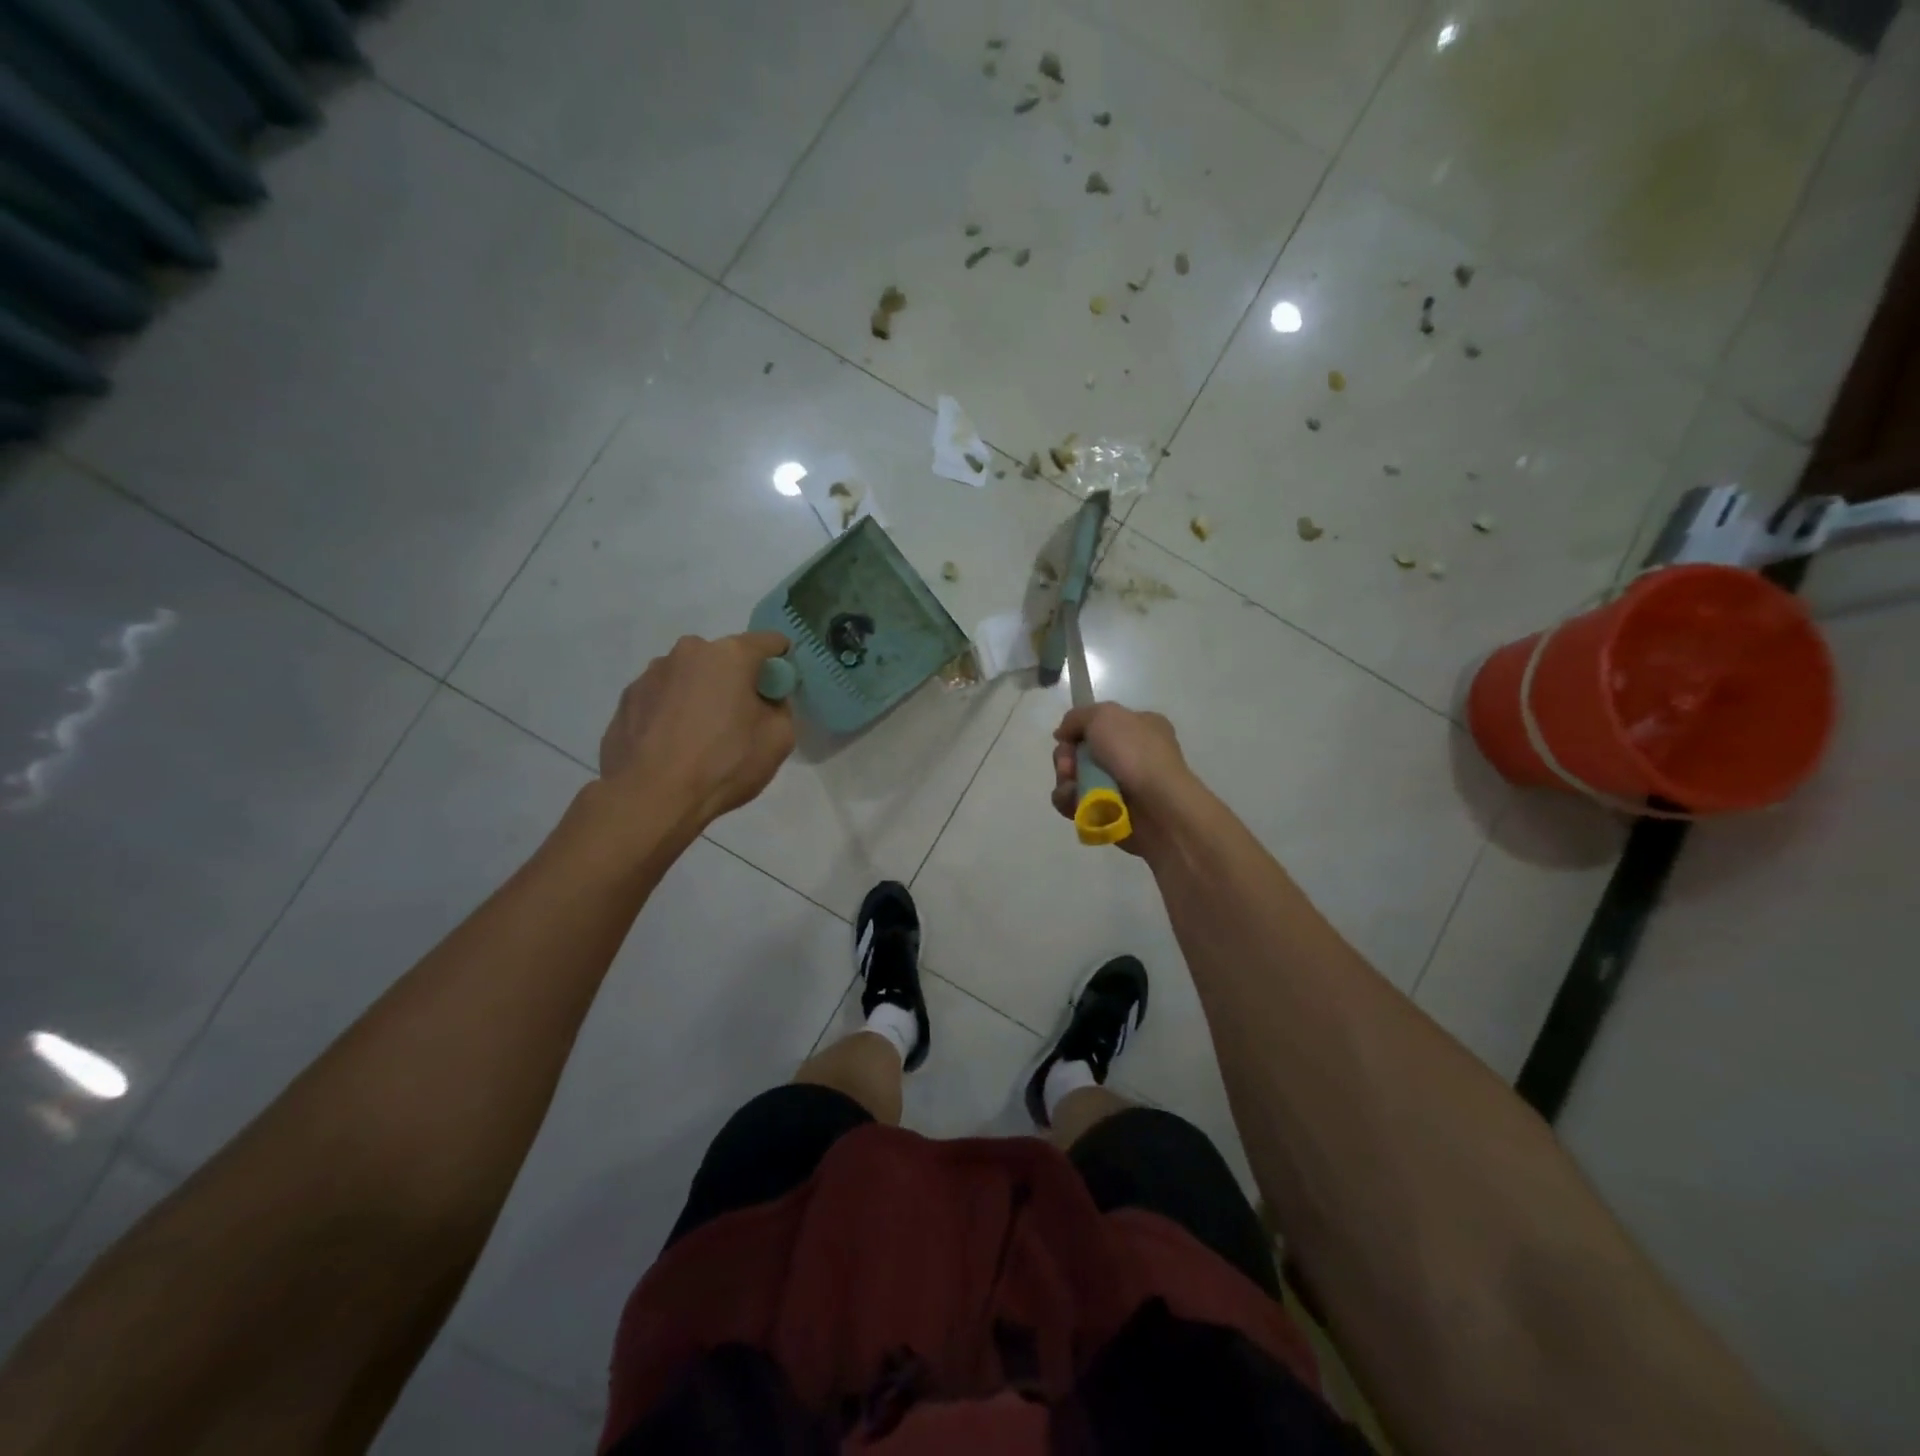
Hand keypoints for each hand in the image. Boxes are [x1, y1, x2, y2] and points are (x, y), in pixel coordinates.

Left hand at [600, 632, 795, 828]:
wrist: (650, 798)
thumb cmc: (723, 764)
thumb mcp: (779, 740)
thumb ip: (780, 708)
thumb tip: (765, 701)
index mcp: (730, 655)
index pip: (769, 642)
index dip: (782, 661)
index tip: (782, 687)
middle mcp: (688, 652)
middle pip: (725, 658)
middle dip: (737, 680)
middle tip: (741, 719)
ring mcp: (652, 673)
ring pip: (690, 676)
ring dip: (701, 695)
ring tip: (700, 737)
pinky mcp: (627, 698)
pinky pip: (662, 697)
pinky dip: (672, 712)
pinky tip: (673, 746)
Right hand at [1050, 703, 1197, 855]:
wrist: (1159, 808)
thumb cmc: (1136, 754)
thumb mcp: (1104, 715)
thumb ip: (1077, 717)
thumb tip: (1062, 735)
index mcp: (1139, 727)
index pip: (1097, 724)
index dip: (1077, 731)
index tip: (1066, 738)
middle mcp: (1130, 755)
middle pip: (1080, 752)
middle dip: (1066, 758)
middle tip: (1067, 766)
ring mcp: (1120, 786)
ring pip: (1075, 779)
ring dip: (1066, 780)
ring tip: (1072, 788)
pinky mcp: (1109, 812)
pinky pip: (1077, 804)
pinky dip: (1070, 802)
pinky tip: (1076, 803)